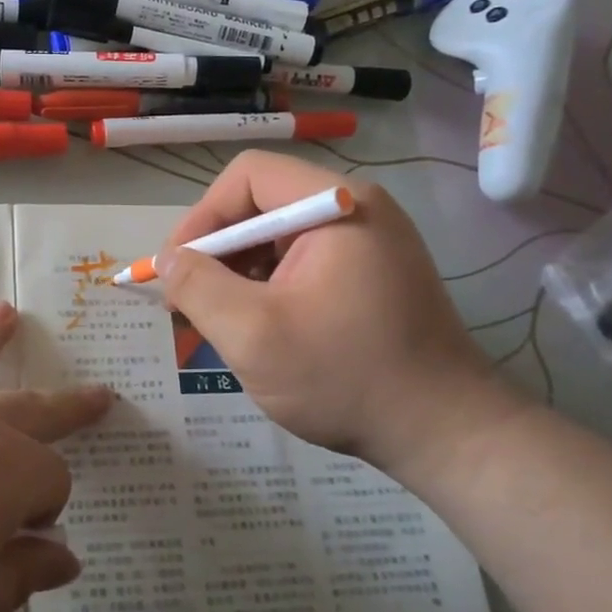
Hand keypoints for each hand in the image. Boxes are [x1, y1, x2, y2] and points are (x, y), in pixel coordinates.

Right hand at [157, 151, 523, 482]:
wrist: (444, 434)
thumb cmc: (345, 377)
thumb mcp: (253, 334)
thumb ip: (197, 287)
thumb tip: (166, 259)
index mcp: (337, 205)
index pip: (247, 176)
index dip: (202, 216)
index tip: (177, 268)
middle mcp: (358, 208)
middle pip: (263, 203)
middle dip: (219, 250)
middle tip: (191, 300)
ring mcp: (372, 240)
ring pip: (280, 235)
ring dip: (241, 271)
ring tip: (222, 319)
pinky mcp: (374, 271)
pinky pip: (305, 259)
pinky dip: (271, 285)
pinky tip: (261, 326)